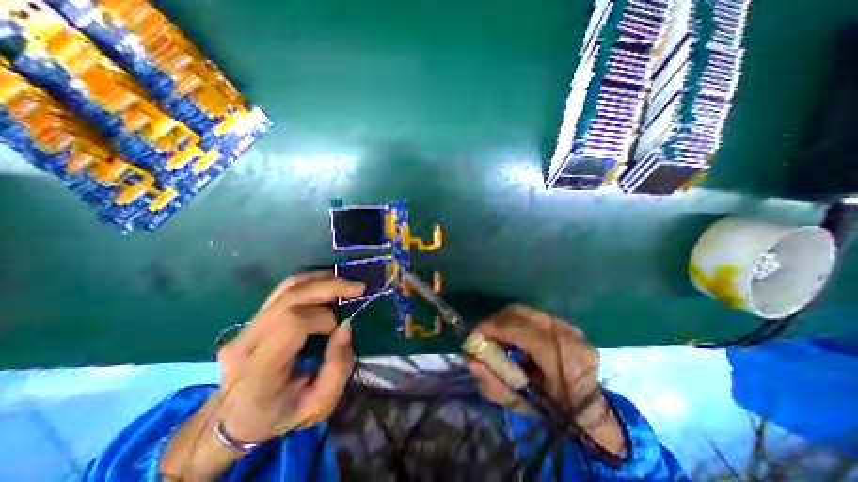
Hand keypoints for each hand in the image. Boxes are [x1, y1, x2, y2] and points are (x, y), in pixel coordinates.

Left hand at [214, 272, 365, 440]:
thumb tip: (346, 326)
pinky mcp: (251, 319)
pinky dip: (310, 282)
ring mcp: (245, 327)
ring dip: (321, 279)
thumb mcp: (319, 404)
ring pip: (286, 287)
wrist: (231, 421)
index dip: (322, 318)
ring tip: (345, 283)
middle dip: (329, 287)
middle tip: (357, 288)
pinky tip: (327, 284)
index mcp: (260, 371)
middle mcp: (246, 342)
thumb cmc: (280, 415)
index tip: (338, 328)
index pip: (291, 323)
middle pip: (290, 297)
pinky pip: (283, 290)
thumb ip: (338, 367)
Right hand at [469, 305, 623, 454]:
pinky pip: (535, 315)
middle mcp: (571, 338)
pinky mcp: (568, 325)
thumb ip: (493, 383)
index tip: (478, 329)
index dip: (499, 328)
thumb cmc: (555, 414)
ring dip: (507, 318)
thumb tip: (470, 360)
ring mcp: (572, 329)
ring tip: (496, 332)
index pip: (527, 334)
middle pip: (525, 314)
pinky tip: (513, 333)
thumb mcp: (522, 405)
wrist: (591, 413)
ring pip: (528, 311)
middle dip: (498, 319)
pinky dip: (518, 320)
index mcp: (566, 363)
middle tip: (484, 330)